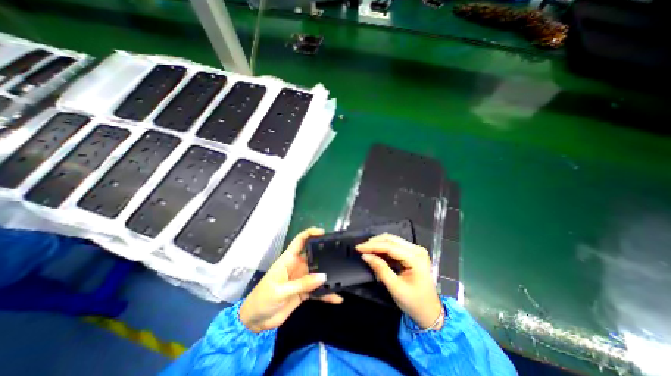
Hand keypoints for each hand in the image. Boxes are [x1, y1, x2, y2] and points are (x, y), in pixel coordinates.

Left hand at [240, 228, 343, 332]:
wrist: (256, 321)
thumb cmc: (262, 299)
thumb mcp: (280, 290)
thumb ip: (302, 284)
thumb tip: (323, 276)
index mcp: (288, 259)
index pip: (300, 240)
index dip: (311, 233)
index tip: (323, 232)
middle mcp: (297, 266)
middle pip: (313, 255)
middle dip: (325, 254)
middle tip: (340, 254)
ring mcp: (302, 279)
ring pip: (318, 273)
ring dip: (328, 275)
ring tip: (342, 276)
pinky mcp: (305, 291)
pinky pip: (318, 290)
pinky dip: (327, 293)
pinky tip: (337, 297)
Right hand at [356, 234, 443, 329]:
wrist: (430, 312)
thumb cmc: (414, 302)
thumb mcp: (395, 288)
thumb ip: (380, 269)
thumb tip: (365, 255)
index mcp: (416, 258)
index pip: (390, 246)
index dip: (373, 245)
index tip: (358, 248)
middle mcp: (416, 249)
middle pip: (391, 239)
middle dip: (374, 243)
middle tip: (360, 249)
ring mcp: (415, 250)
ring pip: (392, 240)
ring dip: (377, 244)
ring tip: (365, 250)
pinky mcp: (411, 253)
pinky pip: (394, 246)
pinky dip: (383, 249)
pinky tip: (375, 253)